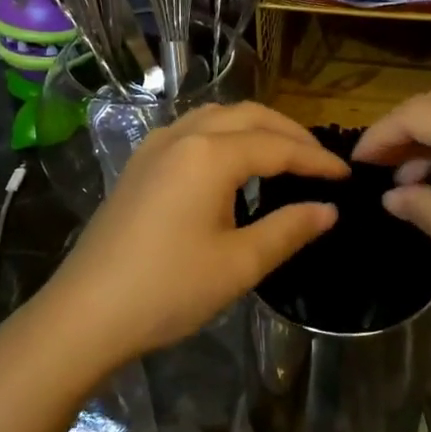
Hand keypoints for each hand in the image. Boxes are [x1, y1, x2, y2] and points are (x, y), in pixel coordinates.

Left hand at [39, 102, 345, 366]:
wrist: (84, 315)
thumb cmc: (168, 290)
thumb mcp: (239, 264)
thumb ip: (288, 229)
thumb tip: (327, 210)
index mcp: (210, 155)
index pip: (277, 146)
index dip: (315, 160)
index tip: (346, 176)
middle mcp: (182, 136)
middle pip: (248, 116)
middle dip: (289, 132)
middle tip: (319, 160)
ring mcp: (154, 147)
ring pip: (216, 116)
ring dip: (255, 127)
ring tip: (282, 155)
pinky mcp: (138, 165)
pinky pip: (191, 130)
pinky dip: (224, 134)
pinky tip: (230, 163)